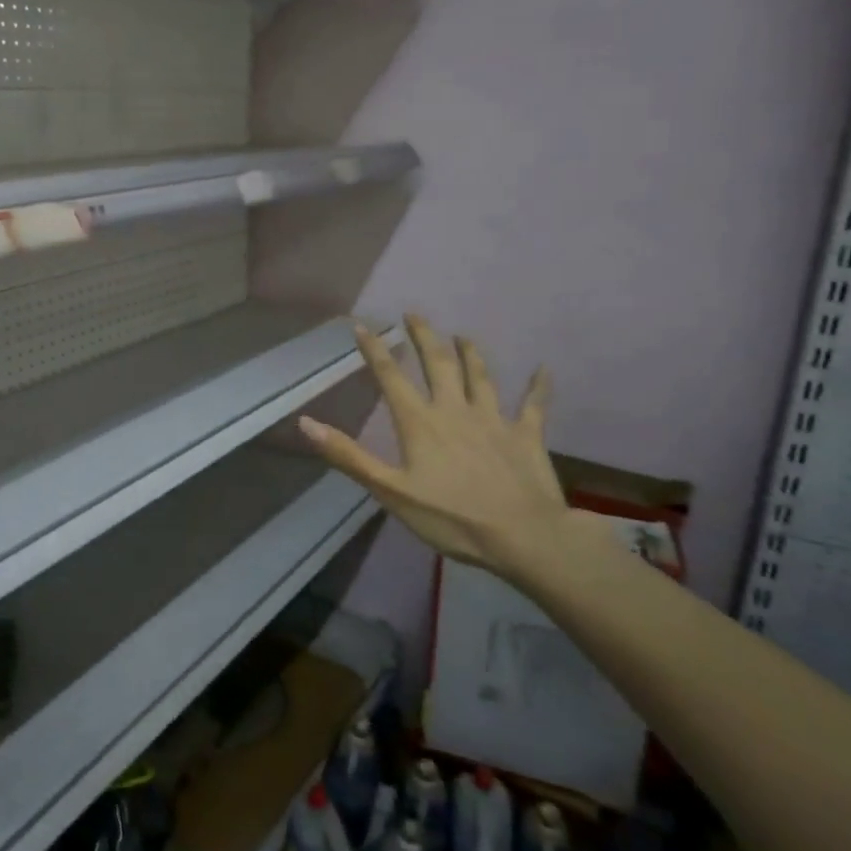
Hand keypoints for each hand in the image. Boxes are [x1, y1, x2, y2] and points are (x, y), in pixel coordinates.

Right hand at [298, 315, 578, 581]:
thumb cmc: (450, 517)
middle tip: (414, 314)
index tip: (363, 325)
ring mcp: (493, 420)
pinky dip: (538, 387)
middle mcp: (455, 410)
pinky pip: (533, 406)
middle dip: (423, 337)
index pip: (391, 377)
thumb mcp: (389, 491)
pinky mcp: (526, 436)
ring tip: (462, 334)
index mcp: (420, 422)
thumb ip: (349, 456)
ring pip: (480, 376)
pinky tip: (544, 370)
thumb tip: (306, 422)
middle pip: (438, 364)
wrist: (523, 536)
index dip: (375, 350)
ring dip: (470, 353)